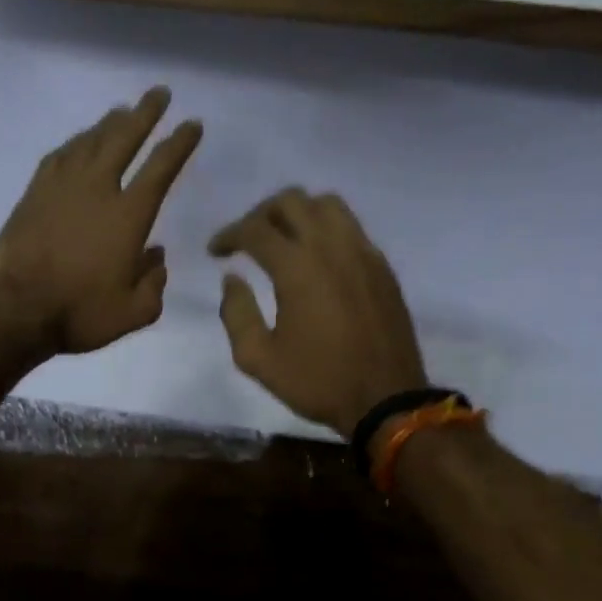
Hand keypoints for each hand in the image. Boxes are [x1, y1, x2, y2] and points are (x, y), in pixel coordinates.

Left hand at [0, 87, 201, 354]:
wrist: (16, 311)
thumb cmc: (80, 313)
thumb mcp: (134, 312)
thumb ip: (154, 283)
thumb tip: (157, 257)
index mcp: (128, 217)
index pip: (161, 168)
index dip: (179, 143)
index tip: (192, 124)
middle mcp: (97, 190)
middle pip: (124, 139)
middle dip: (145, 113)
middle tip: (159, 93)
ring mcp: (61, 188)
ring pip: (89, 142)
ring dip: (108, 123)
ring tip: (122, 111)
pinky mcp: (33, 195)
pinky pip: (58, 157)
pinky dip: (74, 144)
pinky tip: (79, 142)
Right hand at [210, 189, 427, 438]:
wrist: (386, 399)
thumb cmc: (318, 382)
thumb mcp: (259, 359)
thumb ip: (237, 313)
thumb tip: (232, 279)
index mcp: (298, 267)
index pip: (255, 229)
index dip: (228, 235)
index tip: (216, 252)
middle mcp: (331, 247)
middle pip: (291, 201)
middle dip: (261, 213)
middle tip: (248, 240)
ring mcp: (363, 252)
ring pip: (327, 204)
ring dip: (298, 212)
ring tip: (284, 239)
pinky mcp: (382, 266)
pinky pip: (351, 227)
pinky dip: (327, 229)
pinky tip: (318, 258)